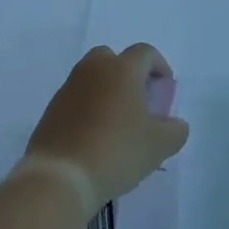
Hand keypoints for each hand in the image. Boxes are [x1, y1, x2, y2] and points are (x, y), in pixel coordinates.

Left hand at [26, 44, 189, 209]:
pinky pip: (76, 97)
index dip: (159, 67)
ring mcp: (69, 87)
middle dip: (128, 73)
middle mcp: (93, 69)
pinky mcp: (52, 108)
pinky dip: (88, 107)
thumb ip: (175, 130)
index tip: (165, 90)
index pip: (145, 53)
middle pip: (113, 58)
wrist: (61, 175)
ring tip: (117, 122)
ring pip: (92, 77)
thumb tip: (175, 124)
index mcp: (122, 69)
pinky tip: (95, 135)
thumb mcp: (159, 146)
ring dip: (106, 90)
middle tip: (139, 100)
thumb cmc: (116, 151)